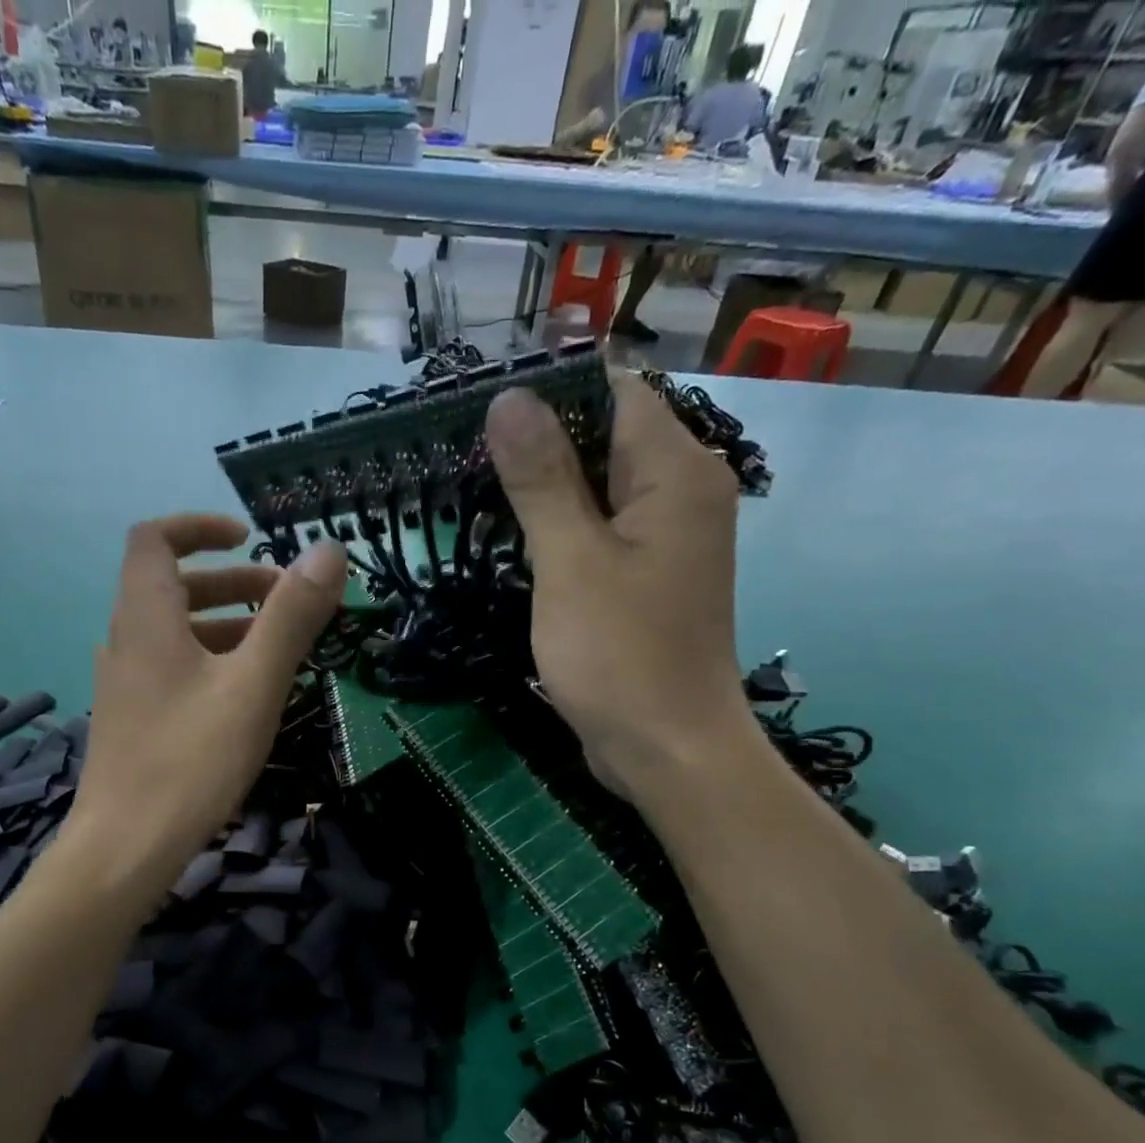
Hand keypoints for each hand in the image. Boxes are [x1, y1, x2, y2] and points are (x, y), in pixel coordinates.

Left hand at [69, 513, 344, 892]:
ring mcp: (124, 682)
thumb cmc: (191, 761)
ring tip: (277, 650)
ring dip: (226, 623)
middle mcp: (126, 639)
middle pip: (172, 584)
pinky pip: (172, 667)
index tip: (250, 538)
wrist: (124, 849)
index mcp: (146, 617)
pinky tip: (245, 696)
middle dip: (232, 582)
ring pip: (175, 631)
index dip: (200, 527)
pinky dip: (210, 660)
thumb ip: (291, 616)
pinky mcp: (131, 717)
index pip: (155, 538)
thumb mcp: (253, 685)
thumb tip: (328, 550)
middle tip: (285, 602)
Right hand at [484, 368, 752, 792]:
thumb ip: (542, 477)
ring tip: (473, 489)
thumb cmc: (620, 654)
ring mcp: (667, 537)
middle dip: (537, 442)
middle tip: (461, 453)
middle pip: (605, 435)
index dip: (547, 391)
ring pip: (599, 486)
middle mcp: (683, 492)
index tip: (478, 408)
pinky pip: (602, 529)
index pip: (612, 390)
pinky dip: (560, 527)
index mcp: (676, 472)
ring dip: (543, 487)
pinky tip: (513, 539)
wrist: (668, 749)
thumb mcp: (571, 560)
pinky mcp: (650, 575)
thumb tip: (509, 397)